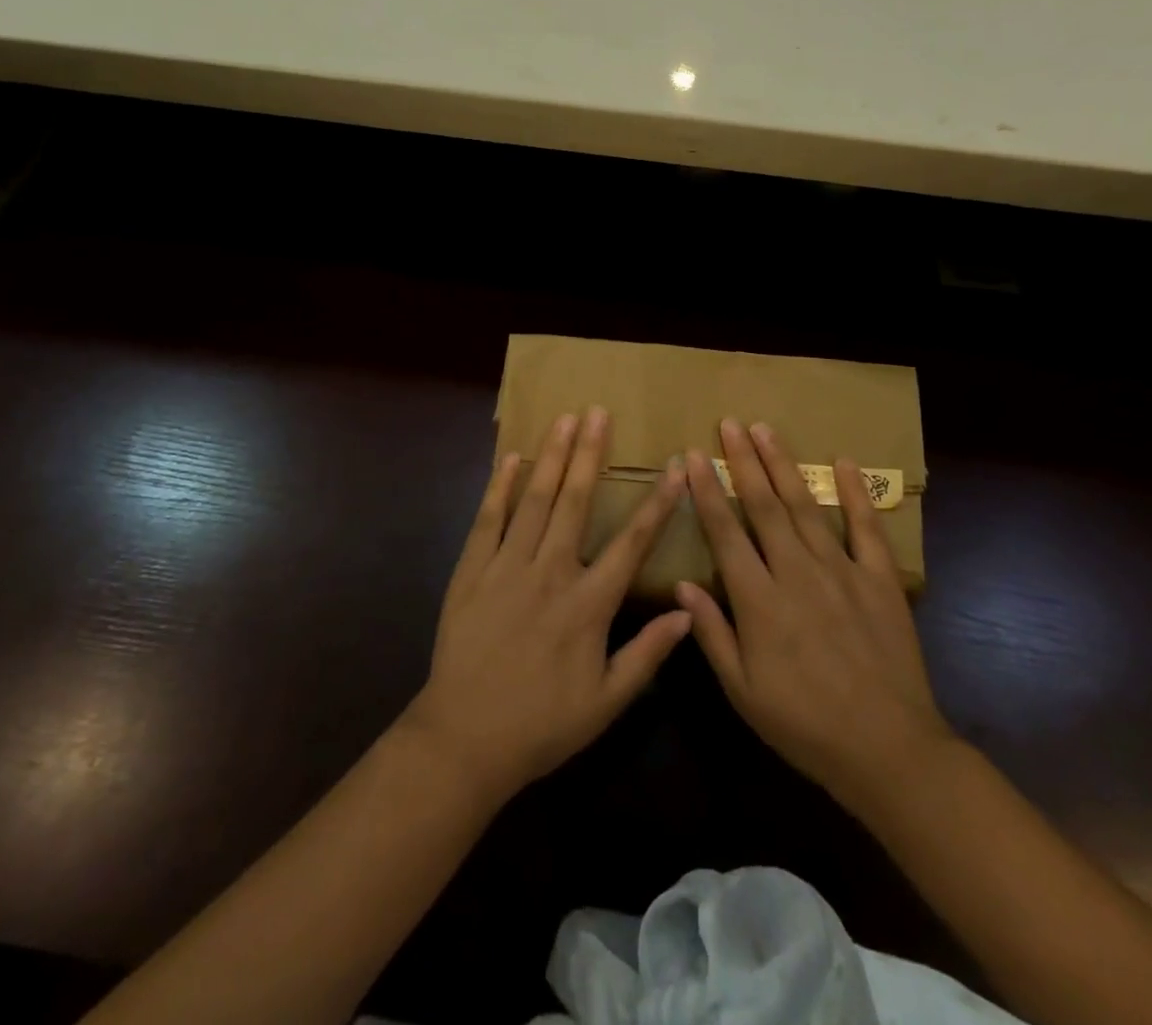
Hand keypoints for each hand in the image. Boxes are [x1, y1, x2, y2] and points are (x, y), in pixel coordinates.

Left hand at [402, 407, 691, 806]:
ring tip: (565, 420)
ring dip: (552, 457)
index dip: (657, 504)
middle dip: (591, 454)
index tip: (675, 468)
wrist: (464, 739)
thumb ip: (647, 654)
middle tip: (599, 413)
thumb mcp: (606, 702)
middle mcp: (550, 573)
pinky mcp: (471, 571)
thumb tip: (687, 611)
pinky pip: (488, 520)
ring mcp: (506, 568)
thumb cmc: (542, 724)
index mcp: (588, 604)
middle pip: (575, 502)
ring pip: (534, 500)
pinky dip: (499, 487)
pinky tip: (511, 458)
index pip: (632, 543)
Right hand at [676, 418, 952, 819]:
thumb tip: (682, 585)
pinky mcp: (880, 580)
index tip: (693, 456)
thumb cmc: (804, 725)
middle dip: (743, 461)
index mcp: (759, 601)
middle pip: (764, 506)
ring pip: (806, 506)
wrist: (888, 750)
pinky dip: (855, 493)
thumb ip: (712, 634)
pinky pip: (866, 528)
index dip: (707, 491)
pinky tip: (844, 462)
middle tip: (729, 423)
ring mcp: (842, 571)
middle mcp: (797, 573)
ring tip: (765, 430)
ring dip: (784, 465)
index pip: (725, 532)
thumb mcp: (744, 691)